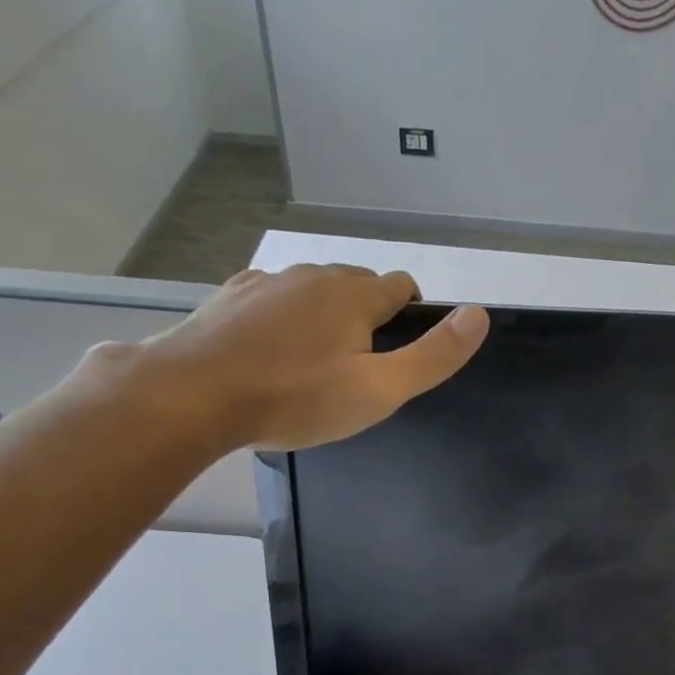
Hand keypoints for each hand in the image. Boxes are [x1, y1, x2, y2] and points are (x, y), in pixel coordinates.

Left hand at [135, 263, 487, 451]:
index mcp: (355, 295)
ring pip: (313, 292)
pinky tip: (270, 355)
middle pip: (358, 286)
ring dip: (324, 318)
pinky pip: (273, 301)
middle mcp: (313, 276)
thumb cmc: (296, 398)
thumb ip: (433, 356)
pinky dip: (283, 320)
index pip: (402, 287)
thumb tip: (479, 315)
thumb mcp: (379, 391)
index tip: (399, 355)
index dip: (411, 316)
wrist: (195, 394)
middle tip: (357, 371)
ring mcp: (267, 282)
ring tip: (312, 368)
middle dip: (368, 317)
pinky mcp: (231, 297)